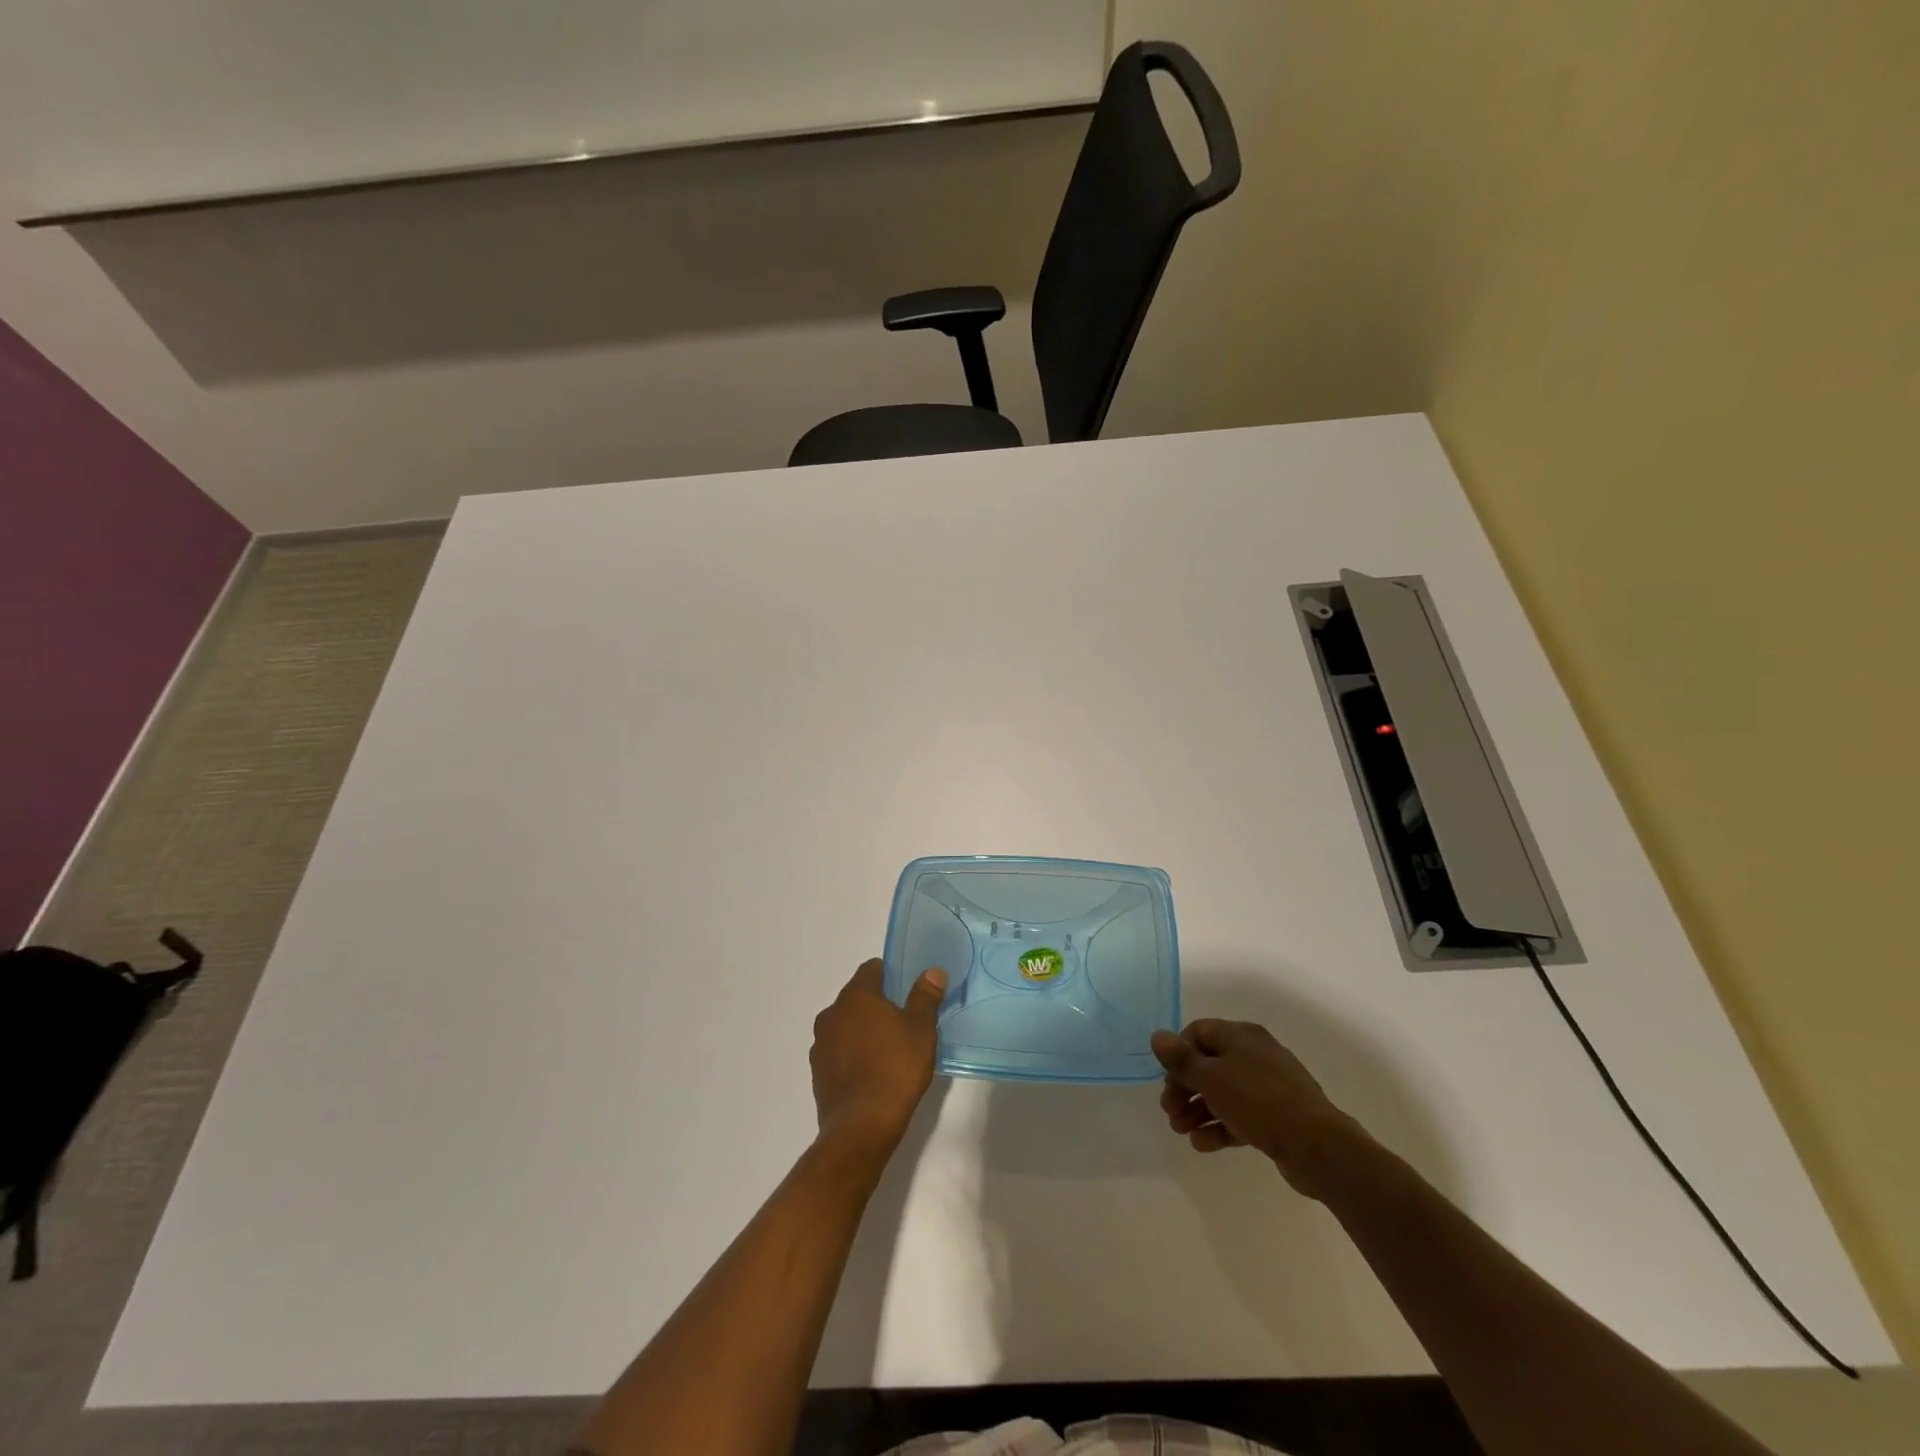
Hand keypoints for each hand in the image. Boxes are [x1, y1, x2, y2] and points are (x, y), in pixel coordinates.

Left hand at [810, 959, 945, 1154]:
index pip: (870, 969)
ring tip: (887, 1049)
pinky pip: (837, 1050)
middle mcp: (832, 1013)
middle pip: (856, 997)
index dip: (889, 975)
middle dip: (876, 1004)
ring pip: (845, 1024)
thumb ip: (925, 997)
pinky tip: (870, 1072)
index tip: (905, 990)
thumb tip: (932, 972)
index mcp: (856, 996)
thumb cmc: (896, 1069)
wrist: (861, 1127)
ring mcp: (821, 1043)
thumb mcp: (921, 1030)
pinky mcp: (817, 1071)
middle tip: (902, 1021)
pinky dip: (851, 1053)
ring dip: (861, 1029)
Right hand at [1152, 1019, 1370, 1199]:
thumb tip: (1157, 1035)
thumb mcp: (1212, 1078)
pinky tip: (1203, 1145)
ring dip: (1198, 1110)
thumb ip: (1181, 1059)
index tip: (1167, 1079)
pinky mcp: (1277, 1116)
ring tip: (1182, 1132)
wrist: (1318, 1147)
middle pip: (1209, 1064)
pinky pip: (1240, 1115)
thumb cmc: (1259, 1102)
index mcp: (1242, 1036)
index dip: (1178, 1053)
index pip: (1199, 1032)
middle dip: (1185, 1088)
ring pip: (1223, 1092)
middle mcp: (1255, 1054)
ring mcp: (1269, 1087)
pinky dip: (1220, 1126)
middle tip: (1170, 1112)